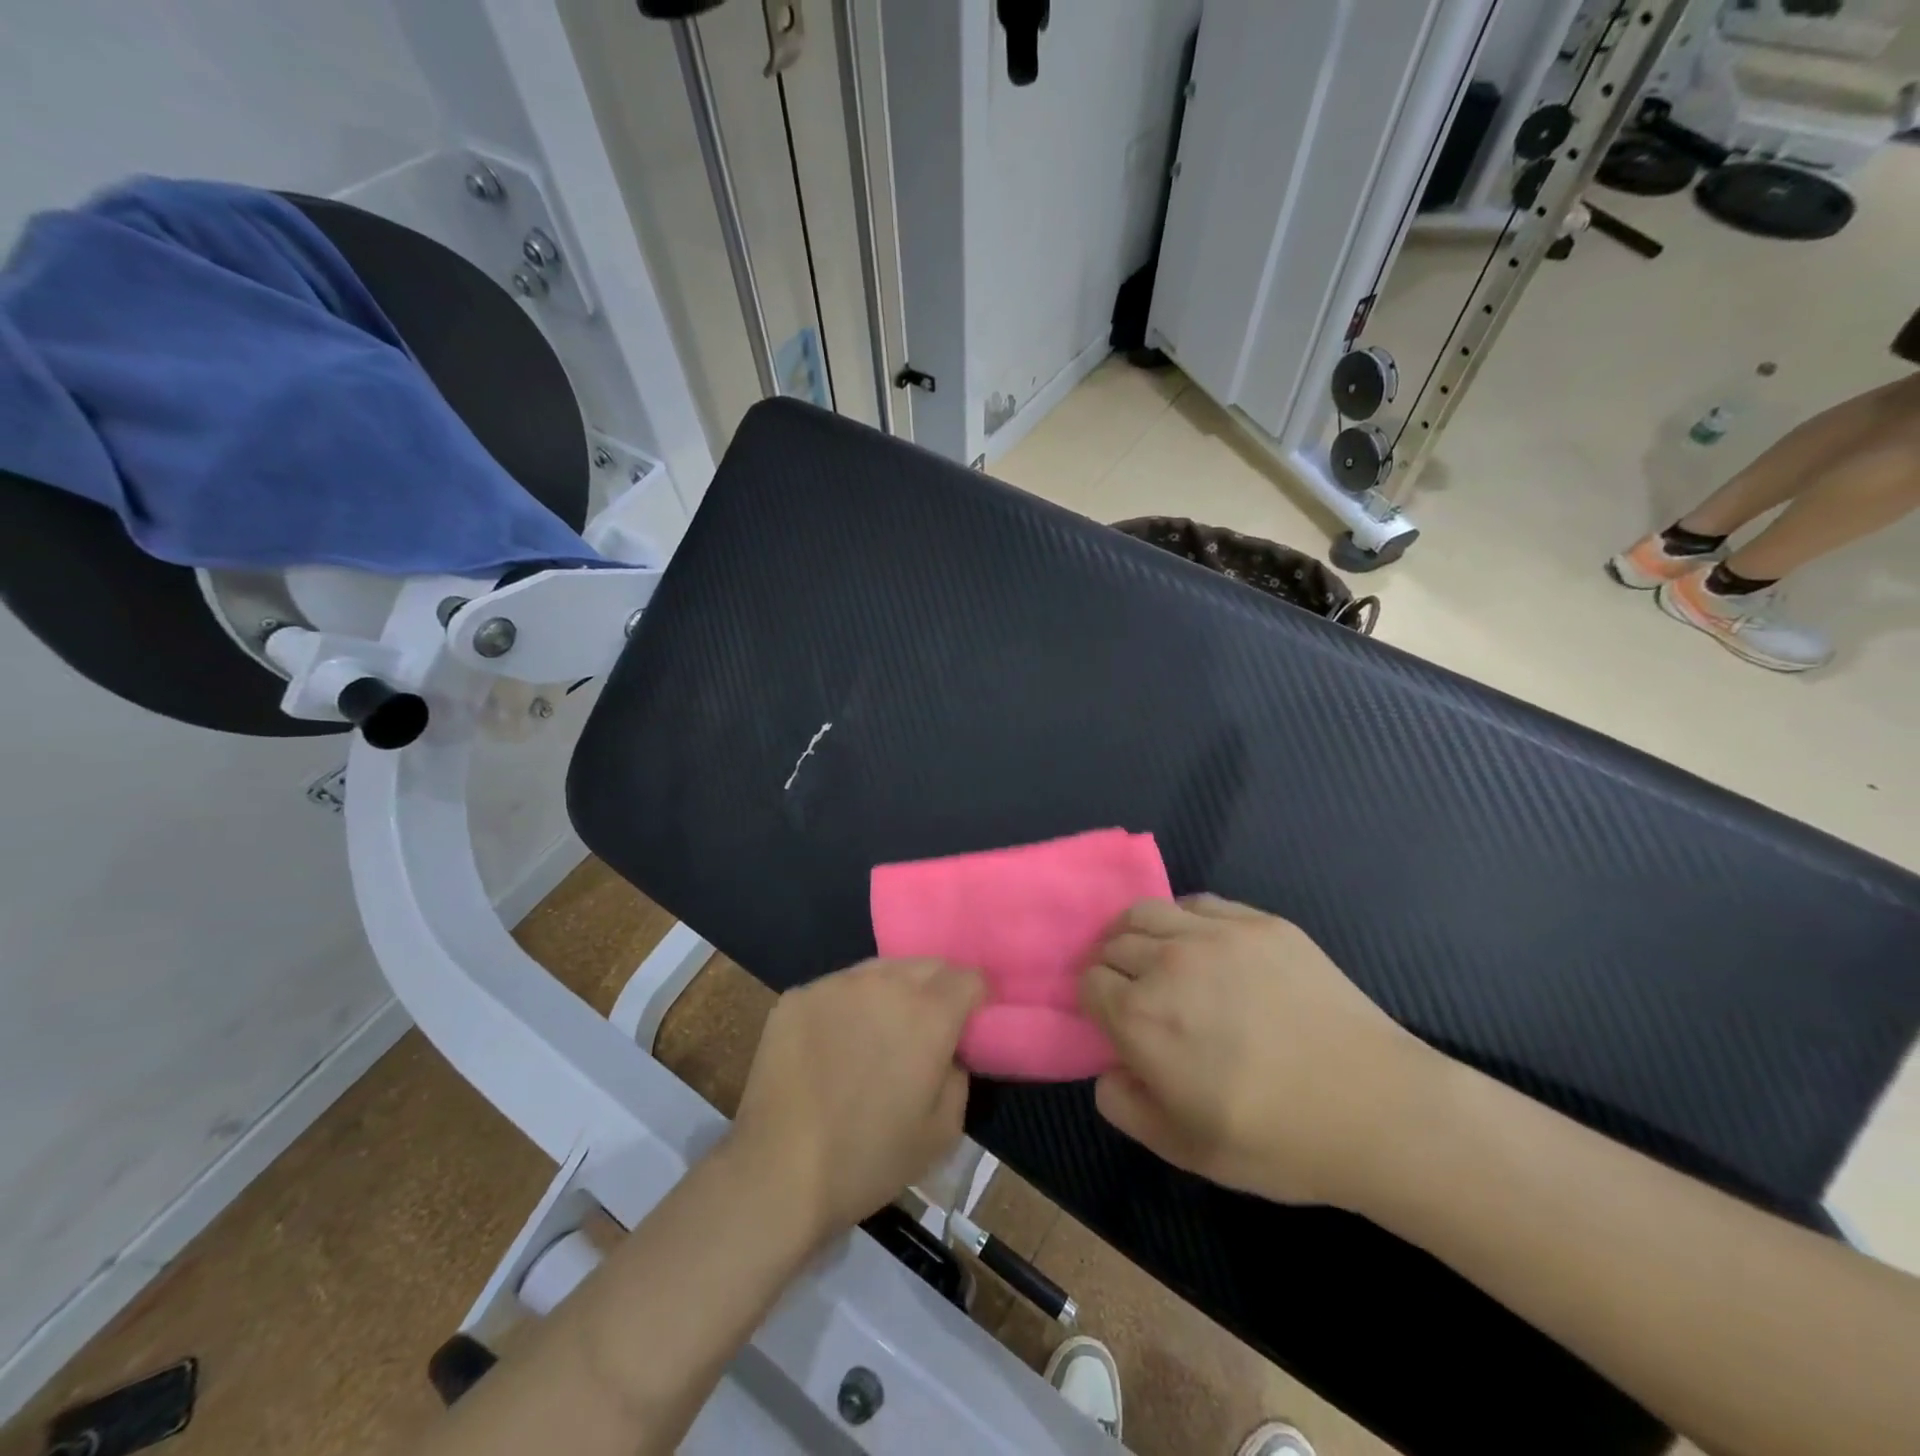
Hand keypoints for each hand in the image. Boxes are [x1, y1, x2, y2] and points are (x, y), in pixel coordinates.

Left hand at [730, 958, 984, 1241]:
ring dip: (891, 992)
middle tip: (925, 1032)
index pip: (969, 978)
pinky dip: (848, 1005)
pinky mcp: (798, 994)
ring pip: (880, 970)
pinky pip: (838, 988)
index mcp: (929, 1013)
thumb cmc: (869, 1158)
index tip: (967, 1027)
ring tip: (877, 1033)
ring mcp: (836, 983)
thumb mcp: (943, 1131)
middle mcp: (885, 982)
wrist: (777, 1171)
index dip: (975, 1001)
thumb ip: (959, 1075)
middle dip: (937, 990)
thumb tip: (949, 1050)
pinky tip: (833, 1044)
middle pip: (927, 965)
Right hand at [1079, 895, 1440, 1209]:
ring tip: (1158, 957)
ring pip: (1148, 911)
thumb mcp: (1186, 1150)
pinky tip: (1202, 945)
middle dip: (1113, 965)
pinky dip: (1184, 919)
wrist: (1378, 1110)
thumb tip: (1107, 1070)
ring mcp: (1216, 935)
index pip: (1090, 982)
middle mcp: (1168, 963)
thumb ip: (1126, 1107)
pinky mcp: (1259, 922)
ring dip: (1138, 932)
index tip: (1114, 1019)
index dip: (1096, 1000)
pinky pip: (1200, 903)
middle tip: (1136, 991)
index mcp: (1141, 1018)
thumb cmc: (1277, 1140)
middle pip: (1112, 942)